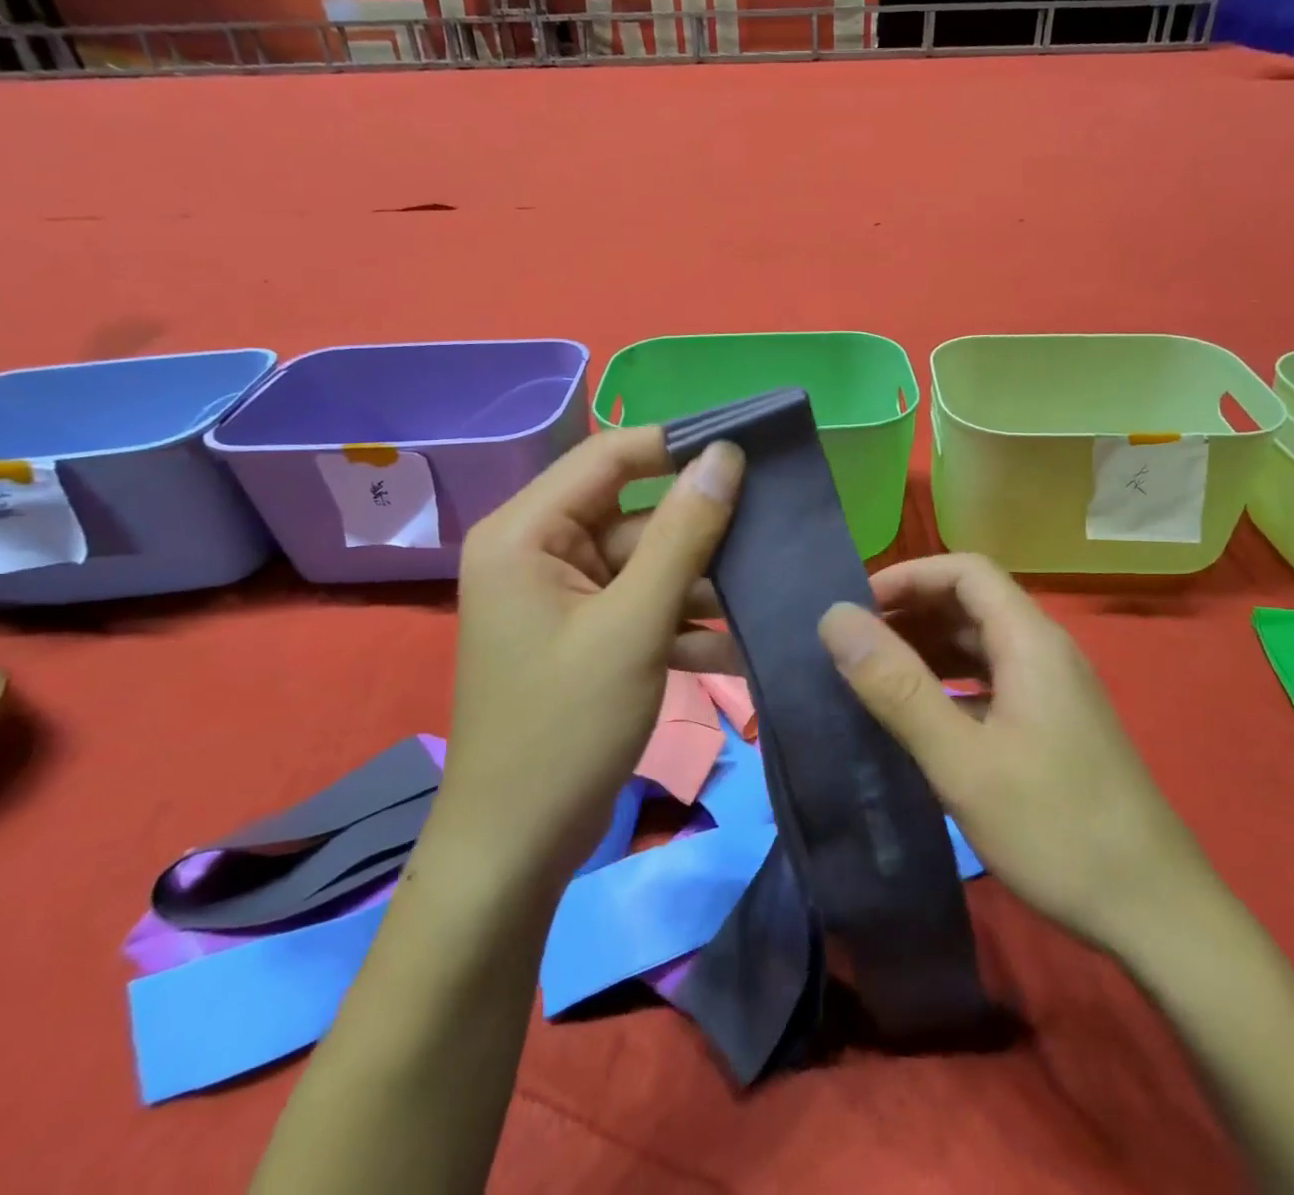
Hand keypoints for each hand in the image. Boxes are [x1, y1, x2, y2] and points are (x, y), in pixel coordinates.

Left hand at [441, 428, 743, 885]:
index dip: (677, 445)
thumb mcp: (634, 625)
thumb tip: (725, 456)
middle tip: (776, 529)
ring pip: (648, 566)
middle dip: (702, 532)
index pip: (609, 457)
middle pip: (635, 516)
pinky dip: (685, 623)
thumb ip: (683, 535)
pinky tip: (742, 646)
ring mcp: (564, 597)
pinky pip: (643, 608)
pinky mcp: (586, 635)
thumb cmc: (565, 728)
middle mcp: (539, 552)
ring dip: (703, 585)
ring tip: (769, 591)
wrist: (517, 850)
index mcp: (527, 533)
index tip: (748, 446)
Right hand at [817, 553, 1217, 956]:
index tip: (855, 608)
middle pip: (971, 603)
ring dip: (926, 648)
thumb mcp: (962, 761)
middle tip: (852, 644)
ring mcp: (1053, 690)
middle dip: (910, 612)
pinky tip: (918, 717)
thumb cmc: (1055, 829)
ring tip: (872, 676)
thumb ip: (897, 687)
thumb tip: (835, 619)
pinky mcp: (1053, 725)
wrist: (1156, 913)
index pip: (965, 571)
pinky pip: (991, 681)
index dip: (908, 576)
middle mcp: (1045, 652)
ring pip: (980, 644)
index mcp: (1031, 642)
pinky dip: (948, 683)